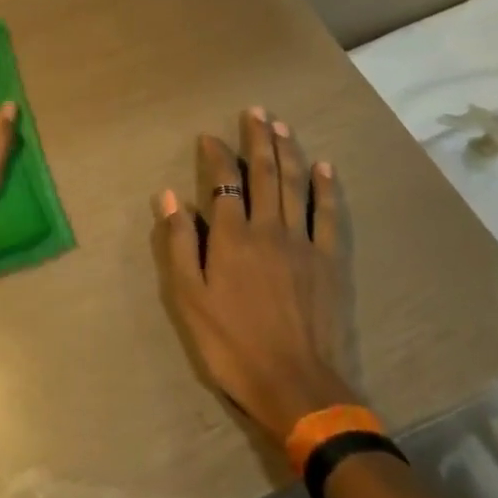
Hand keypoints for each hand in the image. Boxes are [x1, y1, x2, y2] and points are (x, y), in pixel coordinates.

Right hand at [153, 108, 359, 441]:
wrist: (296, 387)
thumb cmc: (233, 344)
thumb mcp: (190, 300)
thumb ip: (179, 244)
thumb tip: (168, 196)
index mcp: (232, 237)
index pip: (223, 182)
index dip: (216, 155)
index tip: (209, 136)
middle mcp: (268, 228)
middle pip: (263, 173)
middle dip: (257, 138)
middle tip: (256, 111)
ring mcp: (302, 242)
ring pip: (294, 185)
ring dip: (288, 151)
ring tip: (281, 125)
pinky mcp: (329, 261)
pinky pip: (328, 215)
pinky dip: (326, 188)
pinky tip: (324, 167)